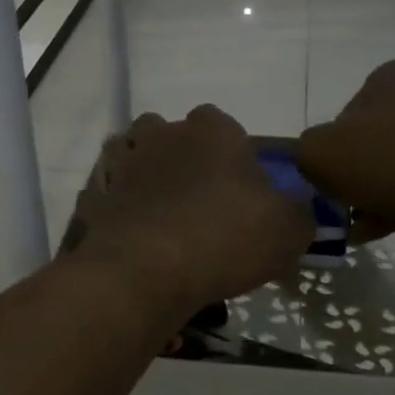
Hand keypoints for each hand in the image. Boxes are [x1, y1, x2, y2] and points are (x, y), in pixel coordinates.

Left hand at [63, 106, 313, 310]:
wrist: (147, 270)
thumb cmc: (226, 237)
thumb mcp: (289, 230)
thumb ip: (299, 212)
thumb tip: (297, 208)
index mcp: (213, 130)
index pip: (223, 124)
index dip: (232, 154)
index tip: (240, 188)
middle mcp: (164, 134)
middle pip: (173, 134)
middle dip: (183, 158)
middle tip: (200, 201)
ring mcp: (123, 163)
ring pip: (133, 155)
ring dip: (145, 174)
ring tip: (162, 213)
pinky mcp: (95, 196)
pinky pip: (108, 194)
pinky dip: (117, 207)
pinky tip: (133, 234)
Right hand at [297, 59, 394, 239]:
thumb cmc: (386, 158)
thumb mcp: (318, 153)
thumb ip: (304, 152)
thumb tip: (316, 162)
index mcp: (391, 76)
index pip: (347, 114)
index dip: (332, 151)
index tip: (329, 180)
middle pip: (374, 141)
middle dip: (357, 177)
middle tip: (344, 208)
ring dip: (377, 195)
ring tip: (360, 228)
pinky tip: (384, 230)